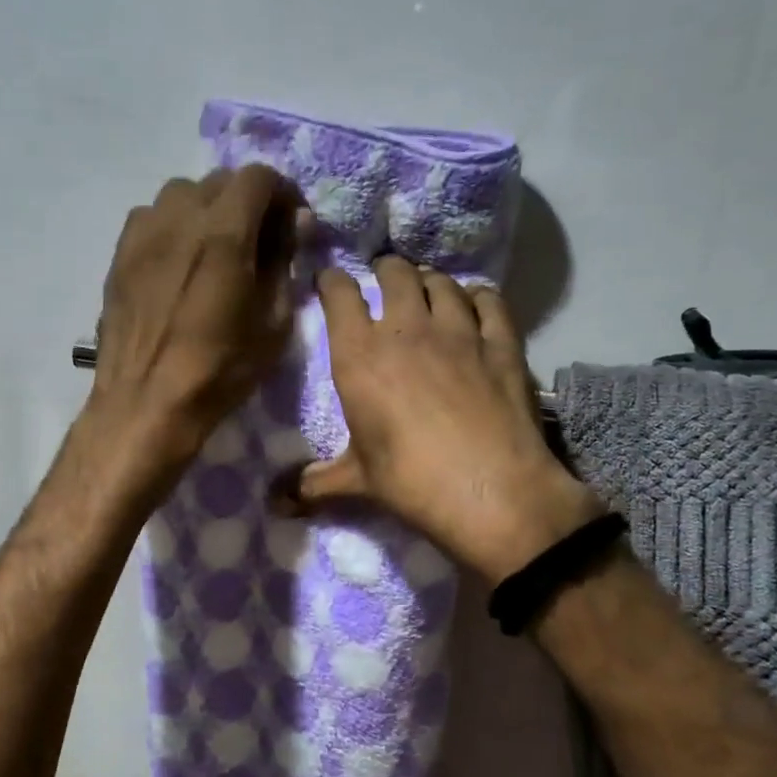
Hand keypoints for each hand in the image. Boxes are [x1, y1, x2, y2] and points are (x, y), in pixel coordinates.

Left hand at [85, 166, 302, 481]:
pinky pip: (151, 218)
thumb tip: (292, 224)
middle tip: (258, 238)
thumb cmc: (220, 369)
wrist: (147, 402)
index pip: (258, 177)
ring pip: (181, 194)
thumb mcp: (273, 322)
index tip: (292, 223)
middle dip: (247, 201)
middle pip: (220, 181)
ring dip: (207, 209)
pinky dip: (173, 226)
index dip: (283, 193)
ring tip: (215, 246)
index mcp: (224, 233)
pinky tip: (178, 261)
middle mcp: (180, 219)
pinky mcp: (120, 254)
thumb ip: (283, 262)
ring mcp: (144, 234)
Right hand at [286, 256, 603, 580]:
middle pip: (395, 273)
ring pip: (442, 282)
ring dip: (430, 281)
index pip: (340, 295)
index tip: (331, 281)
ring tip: (427, 290)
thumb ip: (314, 483)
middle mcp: (407, 329)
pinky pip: (489, 301)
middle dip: (385, 270)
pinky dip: (479, 297)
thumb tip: (275, 506)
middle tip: (384, 280)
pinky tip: (476, 304)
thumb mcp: (357, 481)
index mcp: (360, 355)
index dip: (333, 281)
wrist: (489, 491)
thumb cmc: (410, 481)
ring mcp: (459, 331)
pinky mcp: (501, 343)